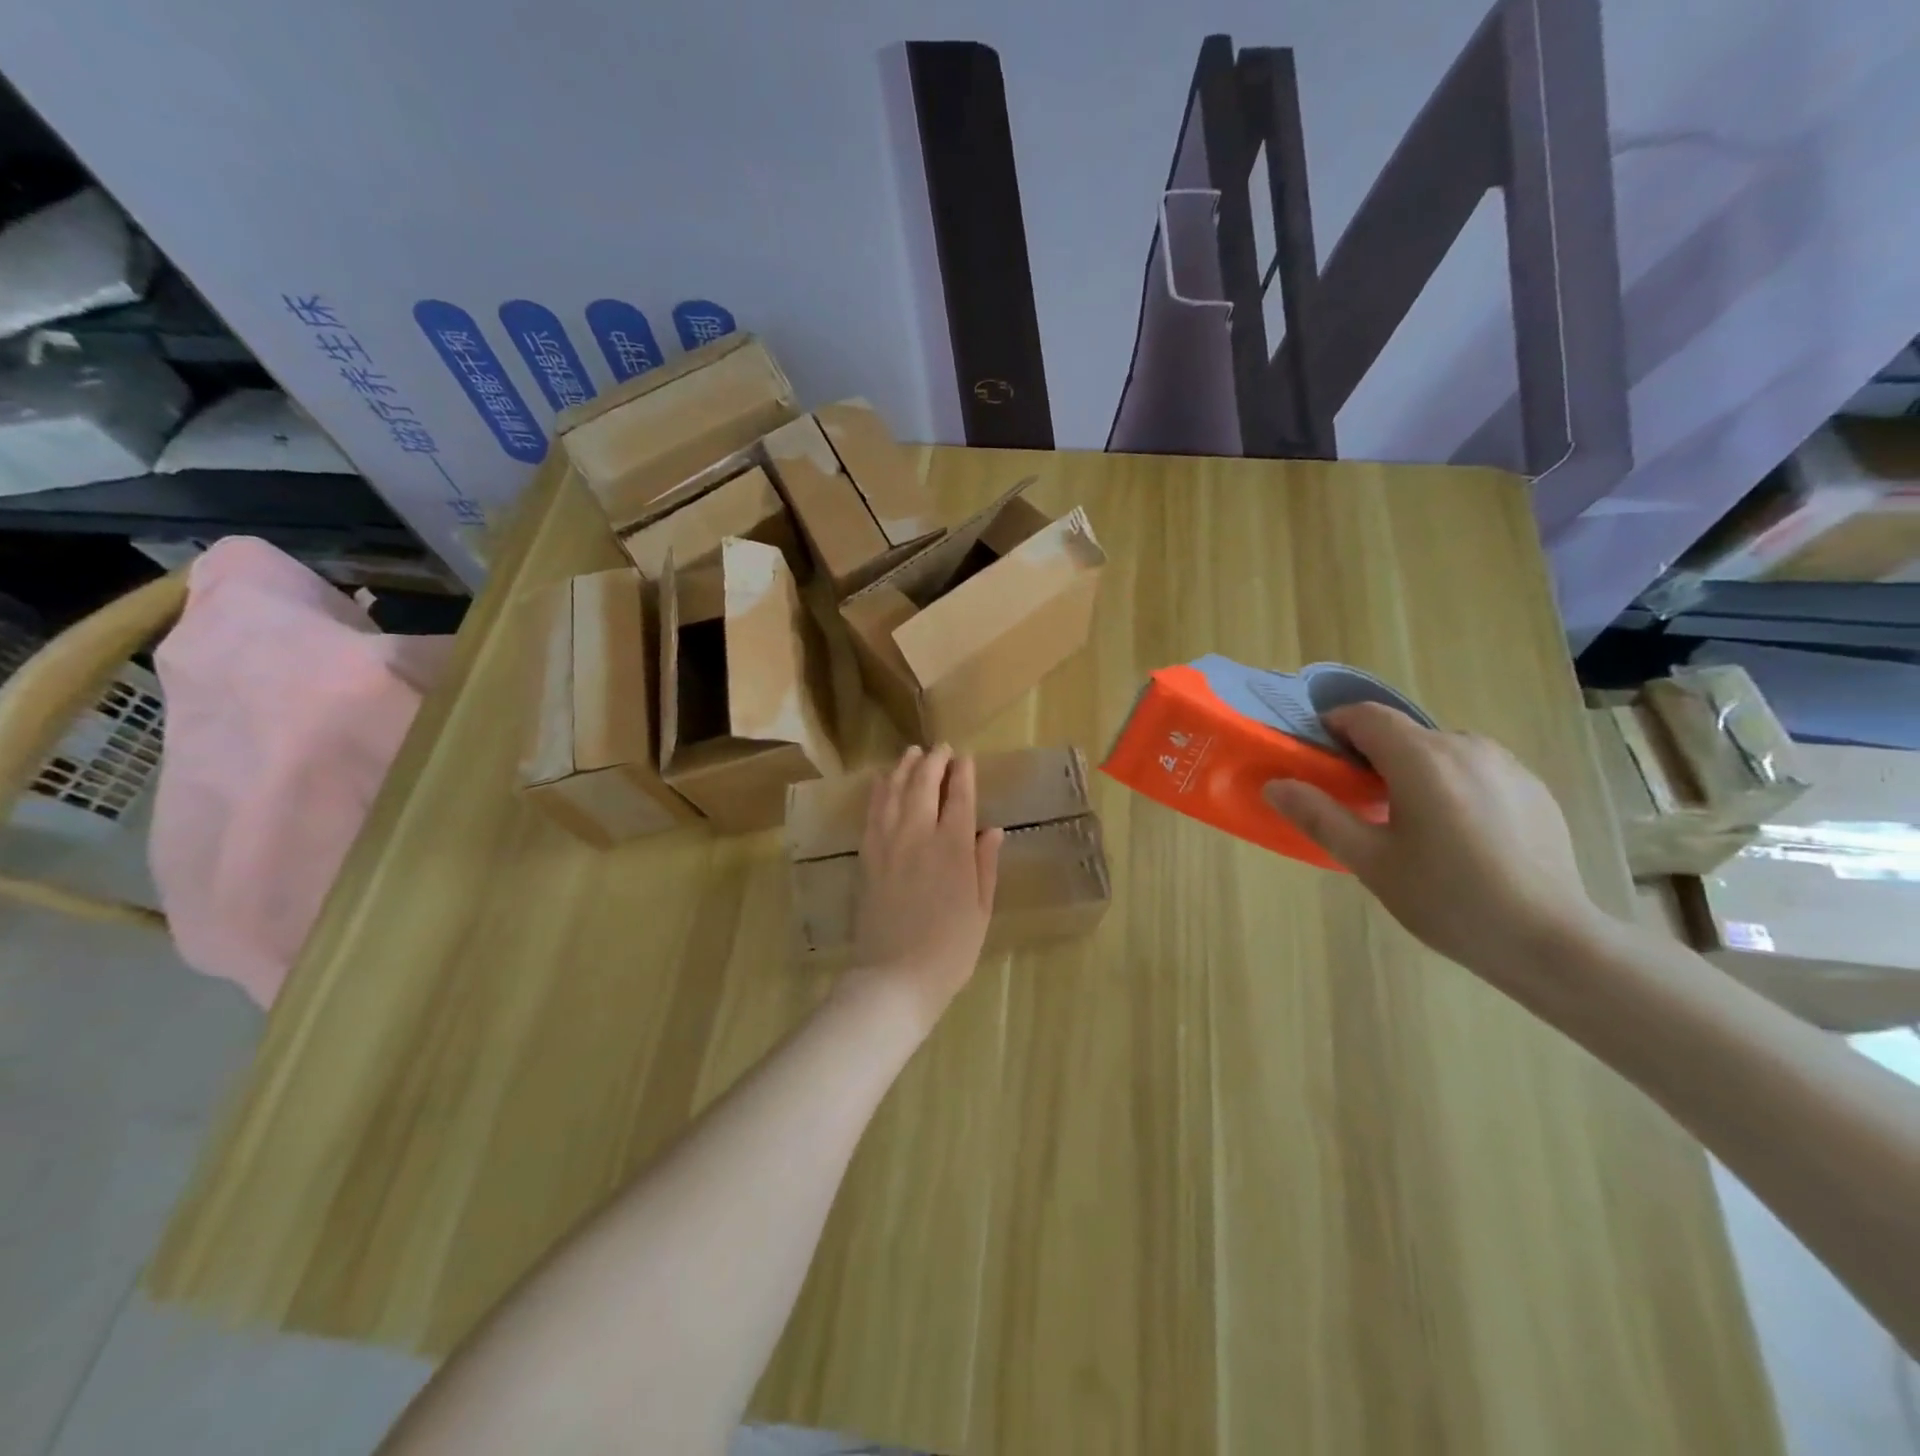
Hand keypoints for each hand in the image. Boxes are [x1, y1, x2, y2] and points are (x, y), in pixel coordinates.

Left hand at [846, 745, 1003, 1028]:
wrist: (895, 976)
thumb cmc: (949, 949)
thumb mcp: (980, 910)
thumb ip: (985, 865)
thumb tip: (993, 831)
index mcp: (953, 849)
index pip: (960, 798)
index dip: (964, 774)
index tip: (965, 758)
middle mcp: (919, 835)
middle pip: (924, 784)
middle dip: (934, 761)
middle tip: (941, 748)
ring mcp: (888, 843)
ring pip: (895, 792)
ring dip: (905, 768)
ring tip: (913, 752)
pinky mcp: (867, 856)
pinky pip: (873, 813)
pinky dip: (879, 791)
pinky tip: (883, 780)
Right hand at [1263, 703, 1603, 984]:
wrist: (1550, 940)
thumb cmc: (1447, 899)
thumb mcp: (1369, 861)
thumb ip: (1319, 816)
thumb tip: (1275, 785)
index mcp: (1420, 758)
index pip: (1364, 716)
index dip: (1334, 727)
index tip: (1318, 758)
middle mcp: (1465, 746)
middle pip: (1403, 734)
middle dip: (1371, 756)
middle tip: (1358, 803)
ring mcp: (1506, 765)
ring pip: (1440, 751)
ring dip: (1413, 770)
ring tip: (1410, 823)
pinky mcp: (1533, 788)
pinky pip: (1475, 770)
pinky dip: (1451, 785)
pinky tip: (1458, 835)